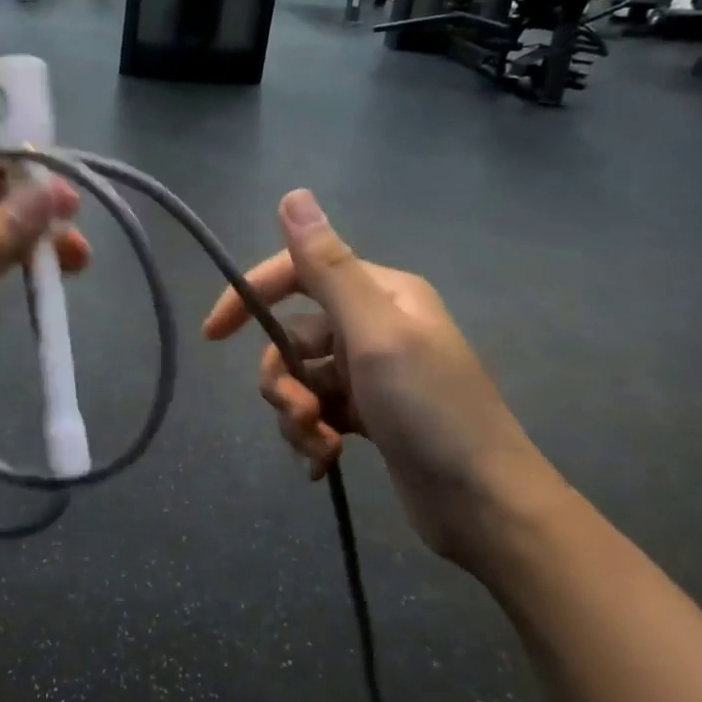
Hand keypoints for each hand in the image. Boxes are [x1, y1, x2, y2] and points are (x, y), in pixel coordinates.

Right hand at [202, 189, 558, 565]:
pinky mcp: (369, 415)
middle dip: (282, 379)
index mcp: (380, 294)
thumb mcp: (375, 334)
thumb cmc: (432, 411)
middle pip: (291, 337)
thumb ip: (328, 267)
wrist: (487, 507)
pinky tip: (324, 463)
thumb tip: (292, 195)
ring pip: (300, 379)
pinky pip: (318, 412)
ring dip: (297, 415)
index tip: (213, 335)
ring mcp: (371, 373)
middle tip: (303, 414)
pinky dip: (312, 436)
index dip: (250, 297)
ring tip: (320, 446)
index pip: (297, 273)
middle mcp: (373, 325)